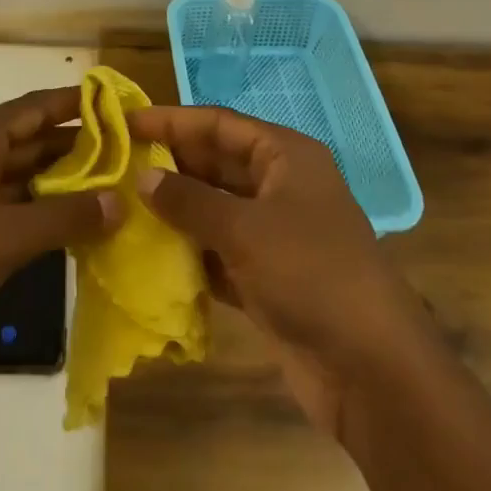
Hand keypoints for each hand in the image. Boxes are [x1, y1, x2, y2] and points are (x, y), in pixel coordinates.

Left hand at [0, 87, 121, 386]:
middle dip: (78, 147)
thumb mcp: (5, 238)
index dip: (79, 104)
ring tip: (112, 187)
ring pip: (21, 173)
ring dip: (60, 180)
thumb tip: (121, 201)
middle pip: (32, 138)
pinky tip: (72, 223)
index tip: (121, 106)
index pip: (37, 106)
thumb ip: (65, 216)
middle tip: (129, 155)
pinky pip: (8, 201)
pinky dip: (38, 207)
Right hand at [130, 106, 426, 439]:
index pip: (219, 124)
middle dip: (172, 165)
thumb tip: (145, 178)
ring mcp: (276, 234)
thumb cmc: (310, 274)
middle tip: (119, 167)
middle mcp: (281, 186)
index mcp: (285, 156)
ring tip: (125, 206)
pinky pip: (221, 252)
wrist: (372, 370)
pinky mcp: (269, 278)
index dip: (173, 120)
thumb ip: (190, 201)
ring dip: (177, 210)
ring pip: (216, 209)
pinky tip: (153, 255)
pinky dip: (192, 252)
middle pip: (217, 164)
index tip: (128, 122)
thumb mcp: (245, 229)